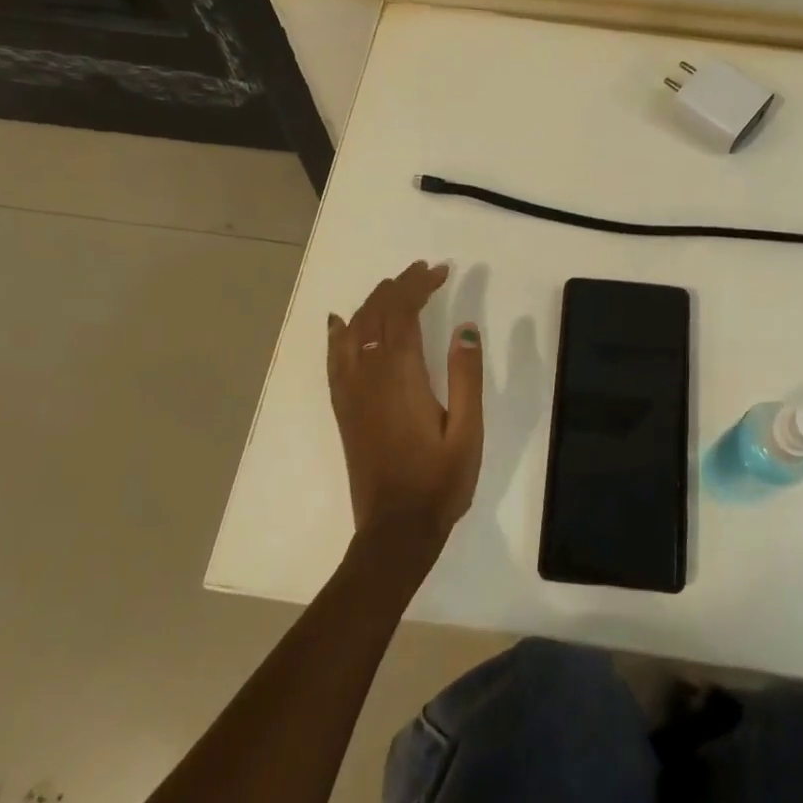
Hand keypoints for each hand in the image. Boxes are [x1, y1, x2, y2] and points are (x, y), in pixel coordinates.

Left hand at [326, 261, 483, 553]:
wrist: (395, 531)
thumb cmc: (439, 482)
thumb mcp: (468, 431)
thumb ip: (466, 376)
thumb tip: (465, 327)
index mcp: (401, 376)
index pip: (404, 313)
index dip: (419, 286)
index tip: (441, 271)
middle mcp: (369, 375)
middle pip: (377, 314)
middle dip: (399, 286)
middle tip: (424, 271)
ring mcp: (351, 392)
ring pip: (354, 330)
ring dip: (373, 302)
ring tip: (393, 287)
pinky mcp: (344, 409)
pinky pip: (334, 359)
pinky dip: (339, 333)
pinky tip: (340, 322)